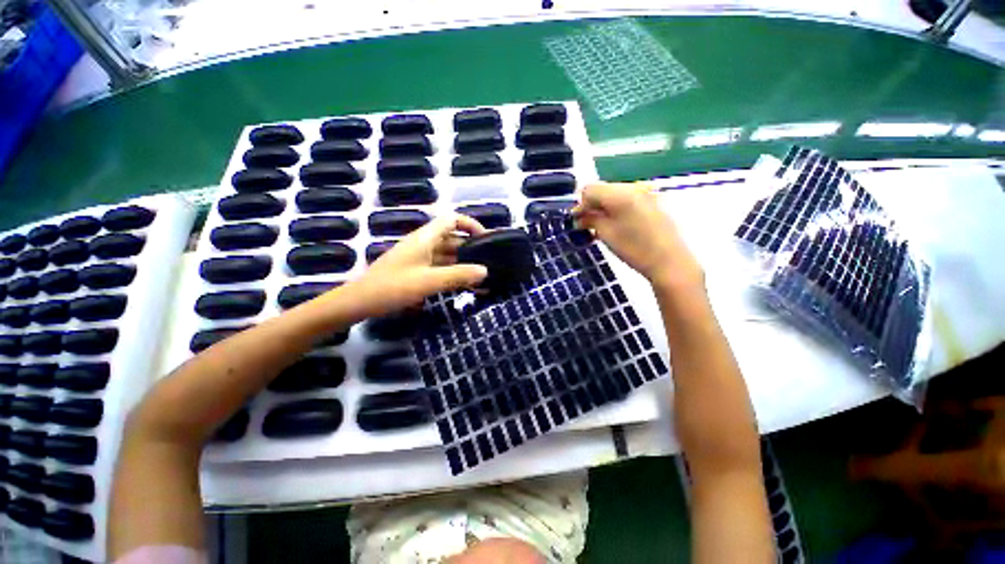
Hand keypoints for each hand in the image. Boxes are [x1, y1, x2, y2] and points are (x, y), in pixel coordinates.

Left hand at [353, 213, 488, 316]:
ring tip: (483, 277)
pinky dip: (453, 274)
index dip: (470, 224)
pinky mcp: (416, 271)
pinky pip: (440, 268)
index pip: (452, 219)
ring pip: (447, 256)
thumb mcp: (429, 281)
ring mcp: (419, 258)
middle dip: (471, 249)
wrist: (359, 303)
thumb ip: (458, 275)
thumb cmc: (393, 287)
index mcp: (425, 238)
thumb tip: (485, 270)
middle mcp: (423, 244)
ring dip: (463, 264)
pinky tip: (465, 286)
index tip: (486, 238)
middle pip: (452, 239)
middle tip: (490, 263)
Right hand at [574, 182, 703, 289]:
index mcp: (620, 193)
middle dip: (593, 205)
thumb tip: (580, 215)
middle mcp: (634, 186)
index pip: (590, 189)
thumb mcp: (606, 234)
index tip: (578, 220)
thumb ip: (590, 219)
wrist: (669, 261)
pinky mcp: (655, 200)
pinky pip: (629, 199)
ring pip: (616, 194)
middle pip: (603, 189)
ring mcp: (647, 192)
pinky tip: (618, 225)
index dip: (580, 204)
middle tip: (587, 224)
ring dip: (605, 207)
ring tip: (602, 227)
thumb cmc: (635, 249)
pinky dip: (619, 209)